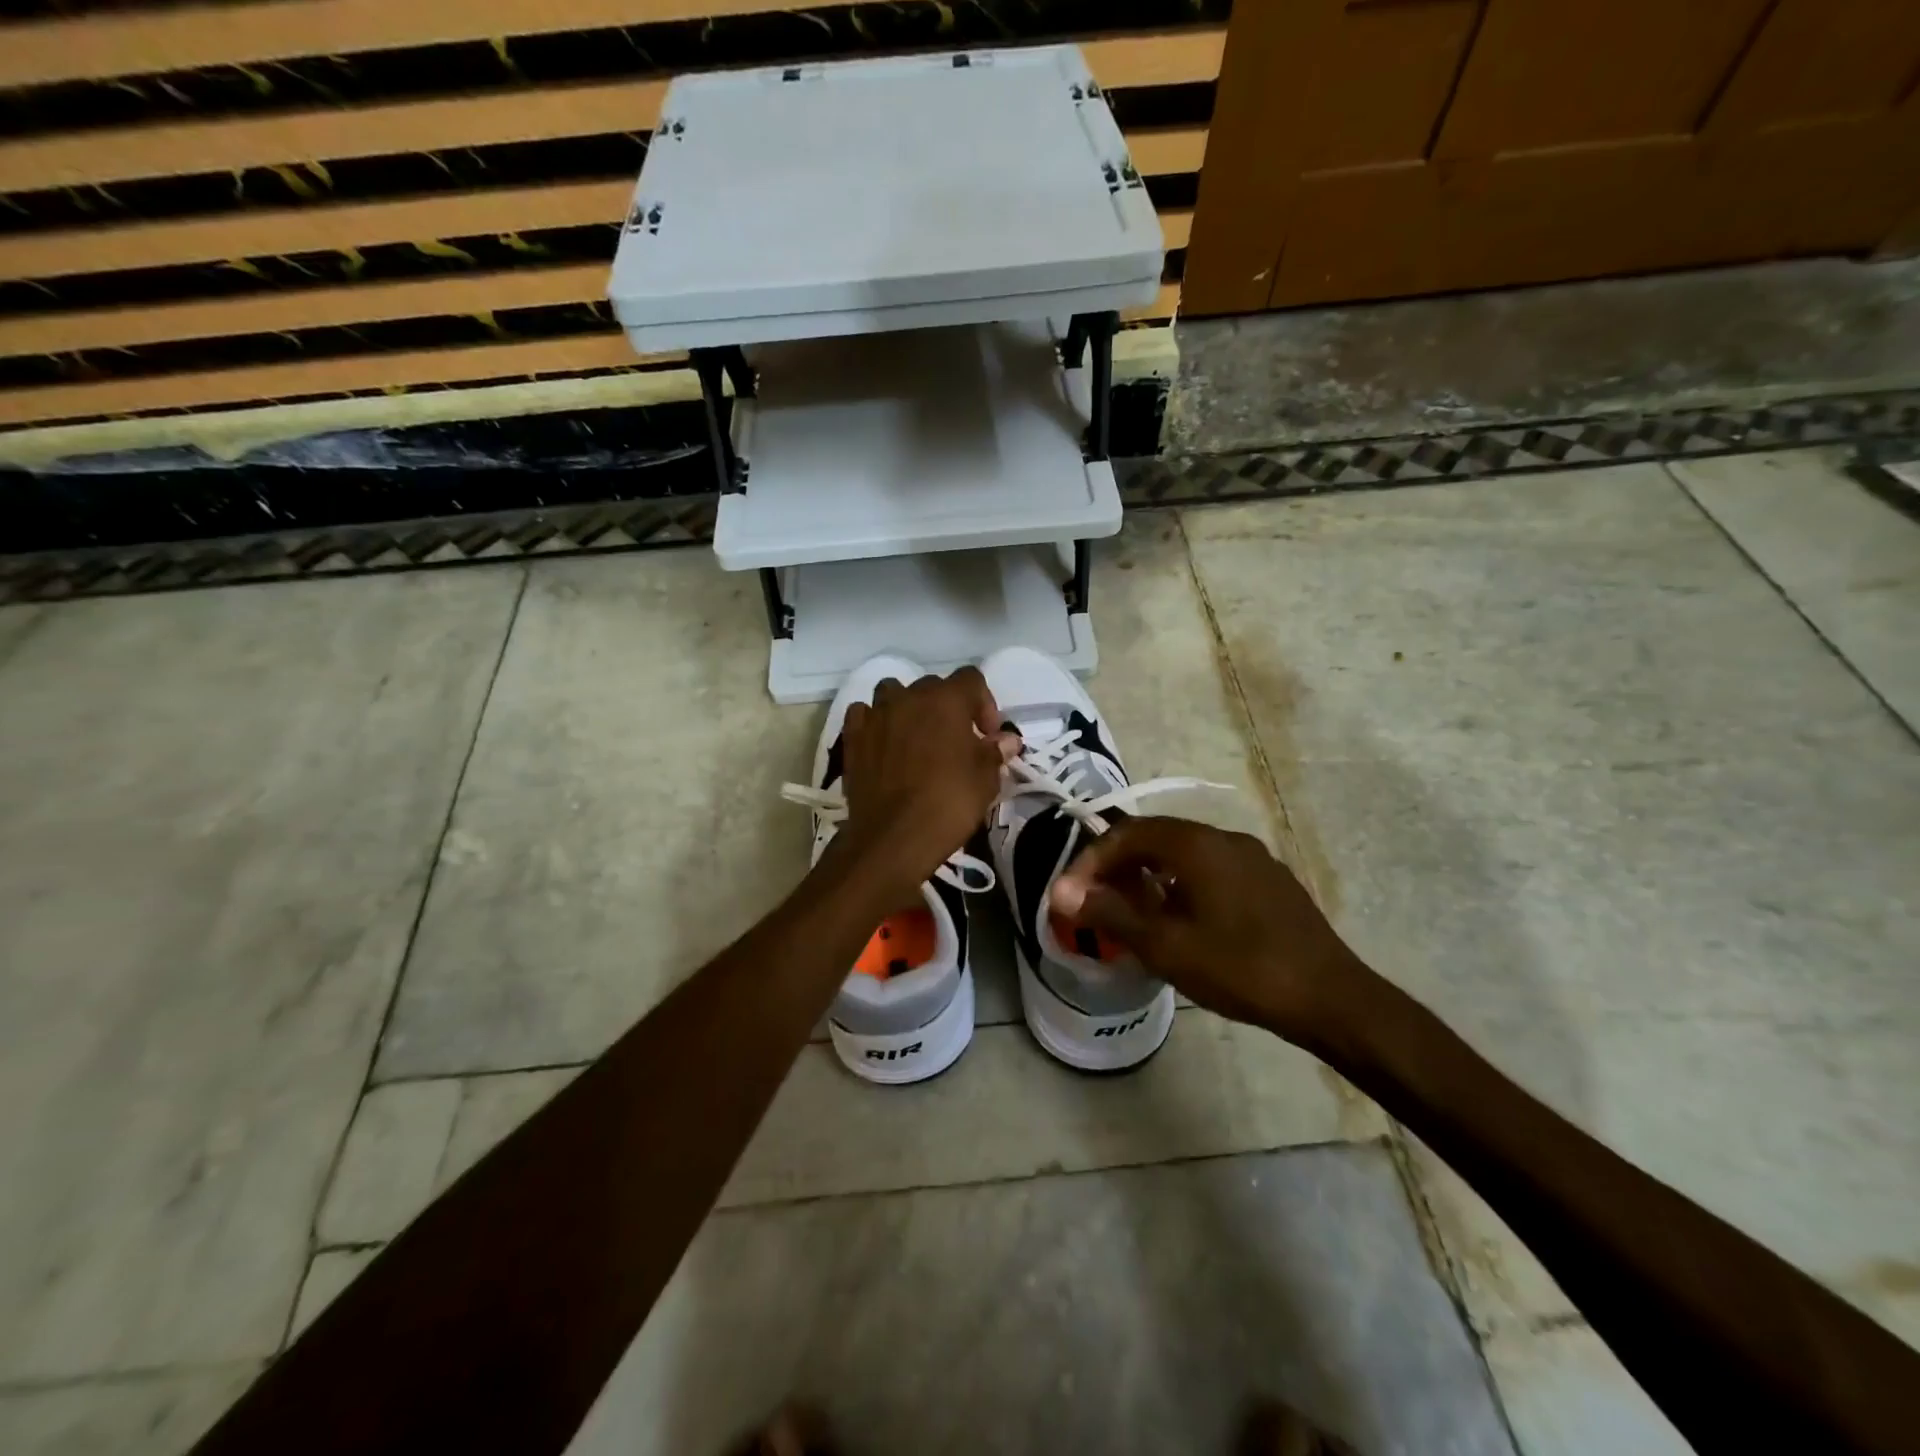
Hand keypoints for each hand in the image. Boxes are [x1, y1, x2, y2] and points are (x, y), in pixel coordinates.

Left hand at [834, 667, 1018, 903]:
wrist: (893, 837)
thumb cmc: (948, 803)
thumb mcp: (985, 779)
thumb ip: (995, 751)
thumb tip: (1006, 739)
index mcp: (946, 699)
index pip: (971, 679)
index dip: (984, 704)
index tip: (987, 736)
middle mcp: (909, 697)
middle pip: (933, 686)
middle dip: (948, 708)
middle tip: (956, 742)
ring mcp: (876, 714)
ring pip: (894, 693)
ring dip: (908, 708)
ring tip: (917, 738)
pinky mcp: (853, 736)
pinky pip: (864, 714)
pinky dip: (875, 722)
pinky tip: (884, 743)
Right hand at [1048, 816, 1365, 1047]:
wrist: (1331, 998)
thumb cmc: (1240, 967)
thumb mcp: (1165, 945)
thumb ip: (1110, 913)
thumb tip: (1061, 893)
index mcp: (1196, 844)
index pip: (1128, 833)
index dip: (1092, 860)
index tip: (1072, 894)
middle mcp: (1224, 838)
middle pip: (1156, 837)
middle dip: (1119, 866)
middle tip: (1097, 901)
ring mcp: (1253, 858)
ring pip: (1185, 854)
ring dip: (1150, 875)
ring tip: (1133, 913)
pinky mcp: (1270, 881)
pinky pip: (1211, 870)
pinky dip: (1182, 884)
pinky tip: (1182, 921)